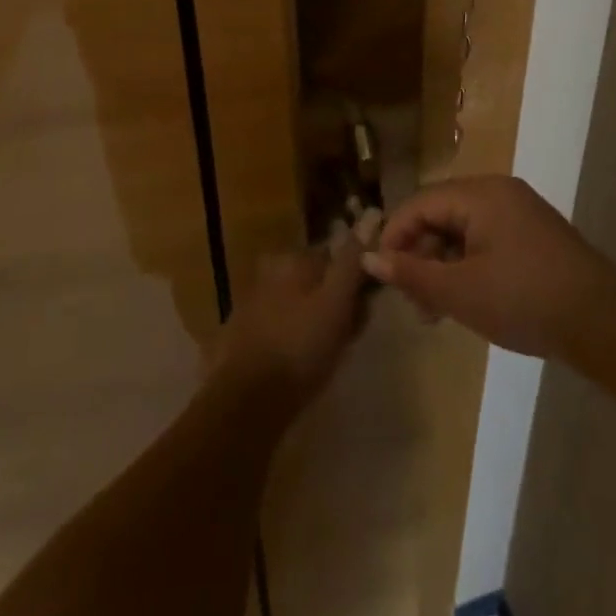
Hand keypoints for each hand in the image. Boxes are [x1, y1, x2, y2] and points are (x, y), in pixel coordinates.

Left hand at [212, 226, 372, 406]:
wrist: (247, 402)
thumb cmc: (300, 347)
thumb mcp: (337, 302)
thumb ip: (353, 260)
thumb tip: (371, 213)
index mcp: (292, 258)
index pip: (335, 256)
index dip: (355, 282)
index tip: (365, 310)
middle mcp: (270, 269)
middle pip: (317, 279)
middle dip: (335, 301)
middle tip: (348, 336)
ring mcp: (253, 300)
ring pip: (300, 302)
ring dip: (316, 320)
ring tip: (328, 355)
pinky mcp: (244, 330)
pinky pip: (282, 324)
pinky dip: (295, 336)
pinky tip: (301, 363)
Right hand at [362, 176, 615, 361]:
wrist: (606, 323)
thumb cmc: (525, 300)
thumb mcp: (460, 292)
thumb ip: (412, 274)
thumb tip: (370, 259)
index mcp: (480, 194)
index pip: (420, 203)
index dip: (395, 236)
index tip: (383, 275)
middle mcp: (499, 192)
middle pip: (441, 214)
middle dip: (420, 254)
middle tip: (414, 301)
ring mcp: (521, 213)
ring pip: (464, 230)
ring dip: (443, 264)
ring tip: (437, 310)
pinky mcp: (536, 236)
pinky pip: (487, 240)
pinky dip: (469, 265)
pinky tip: (468, 300)